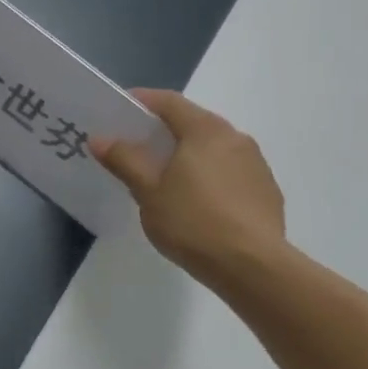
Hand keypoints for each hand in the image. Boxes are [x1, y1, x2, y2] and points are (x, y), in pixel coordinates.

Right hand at [89, 89, 286, 284]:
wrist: (253, 267)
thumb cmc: (192, 221)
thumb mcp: (147, 191)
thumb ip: (124, 160)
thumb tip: (100, 138)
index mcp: (205, 130)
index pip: (170, 102)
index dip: (142, 101)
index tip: (119, 110)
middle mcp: (235, 138)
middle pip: (194, 123)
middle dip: (164, 131)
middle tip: (136, 148)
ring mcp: (256, 165)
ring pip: (214, 149)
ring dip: (189, 155)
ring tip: (165, 179)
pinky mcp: (267, 192)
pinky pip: (230, 172)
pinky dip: (209, 176)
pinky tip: (197, 204)